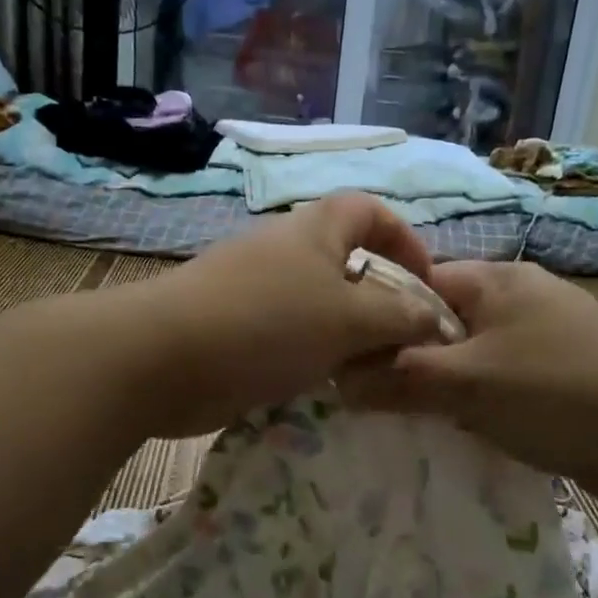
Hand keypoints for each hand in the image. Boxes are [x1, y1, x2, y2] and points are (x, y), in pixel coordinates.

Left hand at [133, 193, 444, 436]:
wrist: (163, 358)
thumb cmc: (268, 324)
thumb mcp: (349, 320)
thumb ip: (399, 318)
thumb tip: (434, 320)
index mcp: (316, 229)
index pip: (372, 212)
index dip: (406, 241)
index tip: (426, 286)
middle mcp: (285, 249)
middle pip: (346, 262)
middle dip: (379, 299)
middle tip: (400, 342)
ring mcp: (254, 287)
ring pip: (318, 303)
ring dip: (347, 334)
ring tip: (368, 371)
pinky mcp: (234, 324)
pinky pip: (288, 332)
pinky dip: (311, 354)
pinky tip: (323, 386)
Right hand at [340, 260, 597, 500]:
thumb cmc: (559, 394)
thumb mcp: (468, 385)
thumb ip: (399, 379)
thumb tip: (337, 381)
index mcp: (496, 280)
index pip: (417, 284)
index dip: (379, 318)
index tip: (349, 361)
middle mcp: (520, 298)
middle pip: (443, 321)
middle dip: (409, 359)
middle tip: (376, 399)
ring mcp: (545, 336)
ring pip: (472, 355)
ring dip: (443, 385)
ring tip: (411, 419)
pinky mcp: (562, 374)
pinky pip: (501, 380)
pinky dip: (478, 402)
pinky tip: (463, 430)